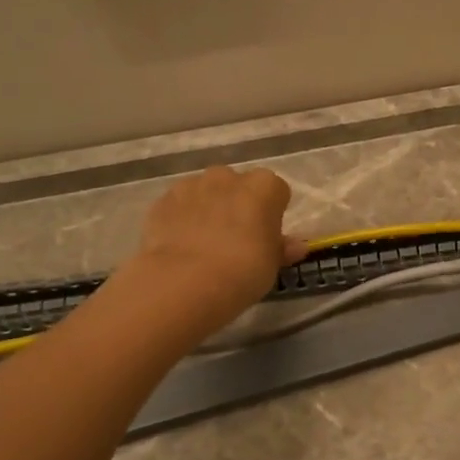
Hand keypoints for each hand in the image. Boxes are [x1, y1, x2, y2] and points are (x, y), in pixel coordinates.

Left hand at [130, 166, 301, 332]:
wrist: (184, 282)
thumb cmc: (243, 271)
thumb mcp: (272, 265)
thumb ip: (282, 249)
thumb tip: (296, 245)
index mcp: (264, 186)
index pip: (276, 191)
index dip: (273, 213)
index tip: (268, 236)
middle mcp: (228, 177)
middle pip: (239, 186)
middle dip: (239, 205)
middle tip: (237, 240)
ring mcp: (192, 186)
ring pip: (206, 192)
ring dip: (209, 209)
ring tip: (205, 245)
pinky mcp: (163, 201)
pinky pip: (180, 206)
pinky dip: (182, 219)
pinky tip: (181, 247)